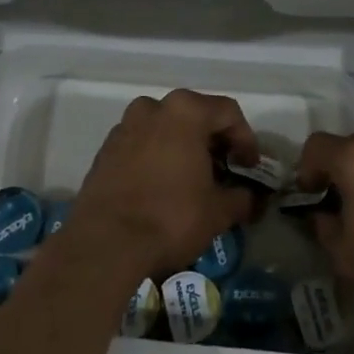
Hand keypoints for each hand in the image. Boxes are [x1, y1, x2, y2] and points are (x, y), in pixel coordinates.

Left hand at [69, 89, 261, 279]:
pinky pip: (142, 145)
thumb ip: (242, 197)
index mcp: (185, 111)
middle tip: (225, 173)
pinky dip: (158, 158)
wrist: (105, 244)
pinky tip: (164, 188)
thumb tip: (248, 198)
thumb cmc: (171, 218)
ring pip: (165, 129)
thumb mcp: (219, 211)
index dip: (246, 140)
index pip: (228, 113)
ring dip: (184, 148)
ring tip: (194, 181)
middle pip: (195, 116)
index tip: (249, 169)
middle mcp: (152, 109)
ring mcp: (124, 128)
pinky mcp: (104, 151)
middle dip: (214, 142)